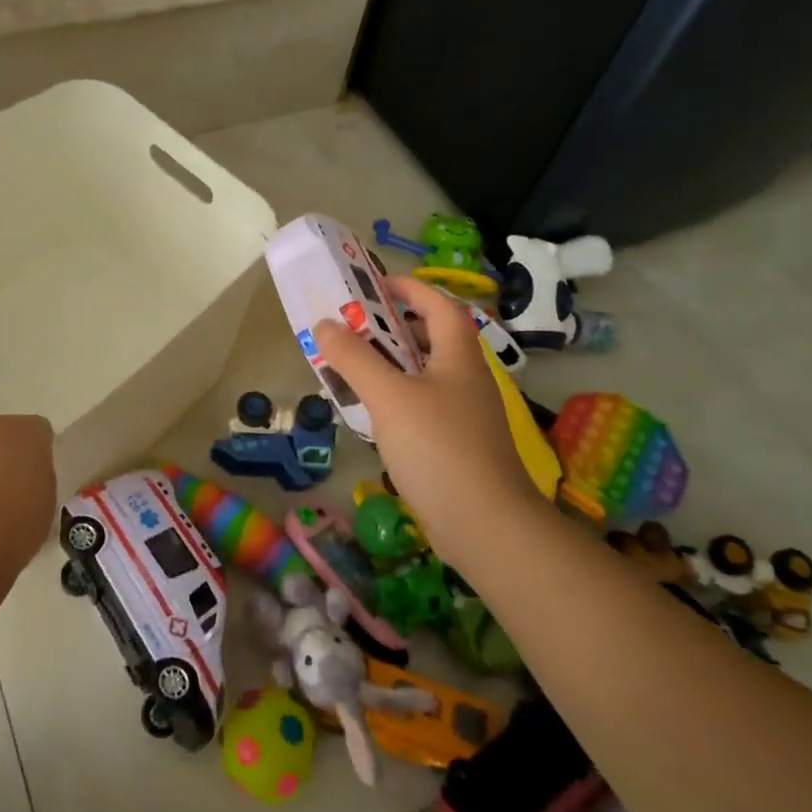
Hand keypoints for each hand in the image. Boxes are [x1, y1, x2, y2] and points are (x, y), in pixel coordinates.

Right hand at [312, 277, 543, 553]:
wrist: (486, 524)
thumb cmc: (439, 447)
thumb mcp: (389, 397)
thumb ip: (355, 358)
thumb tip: (325, 324)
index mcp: (458, 356)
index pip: (439, 305)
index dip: (409, 288)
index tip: (373, 286)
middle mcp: (466, 379)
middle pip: (431, 338)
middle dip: (392, 327)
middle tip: (352, 328)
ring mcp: (464, 414)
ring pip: (424, 374)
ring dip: (390, 364)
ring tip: (353, 367)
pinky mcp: (456, 444)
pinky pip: (422, 406)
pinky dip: (395, 399)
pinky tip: (372, 414)